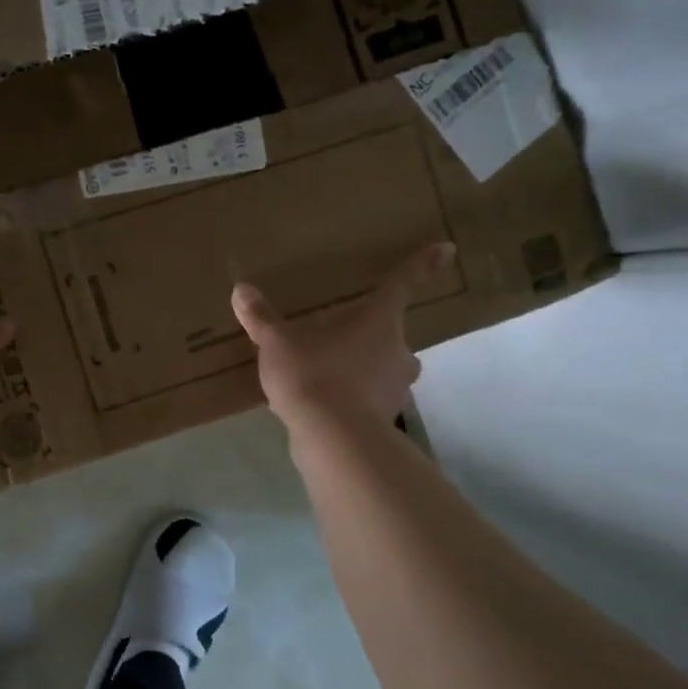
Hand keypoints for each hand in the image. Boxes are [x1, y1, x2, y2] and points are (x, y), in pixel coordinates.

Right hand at [230, 243, 452, 431]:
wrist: (334, 439)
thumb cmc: (313, 374)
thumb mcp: (278, 343)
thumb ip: (261, 318)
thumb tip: (240, 290)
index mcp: (378, 320)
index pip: (401, 284)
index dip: (421, 264)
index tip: (447, 248)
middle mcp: (398, 349)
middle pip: (389, 332)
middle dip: (369, 333)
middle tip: (339, 335)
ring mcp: (396, 386)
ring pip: (383, 367)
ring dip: (363, 367)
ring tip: (327, 373)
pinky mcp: (387, 418)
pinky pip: (372, 397)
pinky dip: (355, 397)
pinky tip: (327, 404)